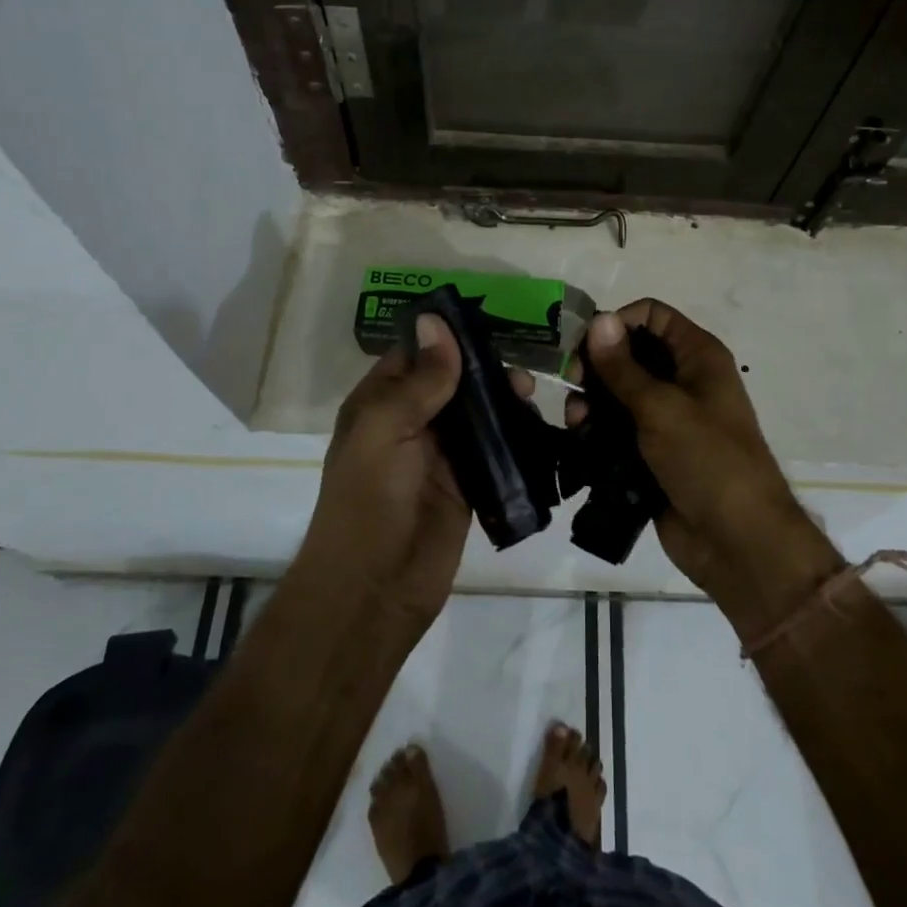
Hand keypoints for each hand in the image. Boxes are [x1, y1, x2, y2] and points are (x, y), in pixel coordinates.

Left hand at [297, 315, 530, 626]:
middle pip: (451, 381)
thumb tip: (436, 319)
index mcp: (380, 403)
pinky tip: (536, 422)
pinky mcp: (469, 484)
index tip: (487, 317)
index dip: (445, 335)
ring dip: (502, 399)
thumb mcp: (386, 428)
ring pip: (477, 413)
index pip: (415, 355)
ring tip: (530, 392)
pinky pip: (494, 448)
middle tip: (518, 364)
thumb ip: (419, 379)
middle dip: (483, 368)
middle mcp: (410, 423)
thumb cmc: (370, 498)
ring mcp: (441, 455)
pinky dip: (514, 434)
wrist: (376, 588)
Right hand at [569, 300, 843, 636]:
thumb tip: (598, 320)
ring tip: (575, 419)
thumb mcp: (662, 408)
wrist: (737, 541)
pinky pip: (619, 428)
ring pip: (620, 392)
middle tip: (572, 383)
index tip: (584, 344)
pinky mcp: (652, 451)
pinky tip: (579, 437)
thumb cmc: (707, 460)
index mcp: (698, 356)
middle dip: (597, 364)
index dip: (618, 321)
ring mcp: (668, 418)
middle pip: (631, 353)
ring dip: (593, 399)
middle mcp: (683, 379)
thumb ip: (623, 367)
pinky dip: (599, 428)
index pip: (652, 315)